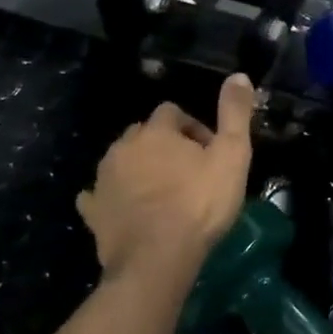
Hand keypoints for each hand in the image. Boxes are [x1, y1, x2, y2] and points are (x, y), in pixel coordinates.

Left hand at [77, 74, 257, 291]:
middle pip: (143, 133)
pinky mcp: (93, 211)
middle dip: (164, 145)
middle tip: (189, 171)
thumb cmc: (200, 203)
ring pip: (121, 160)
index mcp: (156, 131)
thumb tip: (239, 75)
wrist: (157, 259)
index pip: (172, 111)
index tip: (209, 151)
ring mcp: (103, 179)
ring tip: (164, 192)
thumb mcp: (232, 155)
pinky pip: (97, 195)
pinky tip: (123, 207)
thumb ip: (235, 113)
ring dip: (140, 168)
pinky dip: (110, 196)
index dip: (193, 127)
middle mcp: (123, 147)